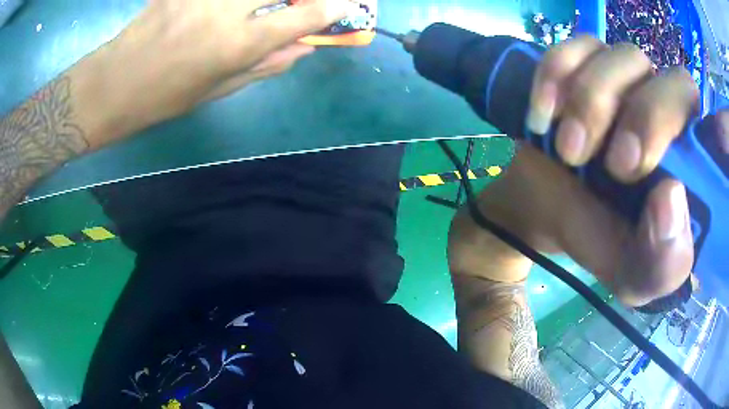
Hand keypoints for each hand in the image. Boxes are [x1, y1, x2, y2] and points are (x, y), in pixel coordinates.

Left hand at [91, 0, 355, 146]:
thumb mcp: (216, 91)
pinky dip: (231, 1)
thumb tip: (304, 48)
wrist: (111, 85)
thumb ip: (264, 65)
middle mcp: (225, 9)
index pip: (301, 17)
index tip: (345, 6)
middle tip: (305, 3)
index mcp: (235, 45)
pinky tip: (232, 9)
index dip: (330, 9)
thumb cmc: (163, 98)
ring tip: (263, 9)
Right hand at [462, 36, 728, 305]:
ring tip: (567, 150)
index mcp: (690, 164)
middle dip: (645, 119)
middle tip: (614, 166)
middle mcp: (669, 110)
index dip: (698, 132)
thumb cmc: (600, 239)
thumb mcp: (634, 274)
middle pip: (677, 83)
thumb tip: (671, 200)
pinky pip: (578, 45)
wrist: (550, 209)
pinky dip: (556, 75)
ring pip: (626, 57)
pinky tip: (543, 114)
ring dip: (593, 102)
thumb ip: (662, 262)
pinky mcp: (586, 61)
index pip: (716, 130)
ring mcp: (628, 78)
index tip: (651, 173)